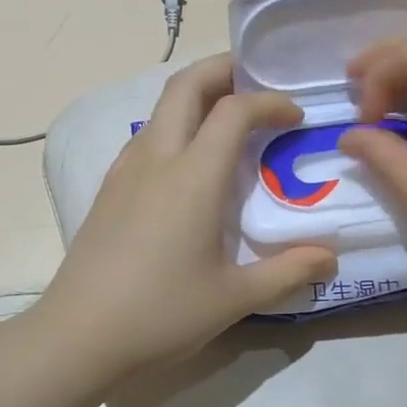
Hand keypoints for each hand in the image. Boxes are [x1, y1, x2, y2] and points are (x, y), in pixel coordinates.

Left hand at [37, 54, 336, 377]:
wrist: (78, 337)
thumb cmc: (161, 314)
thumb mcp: (234, 298)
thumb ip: (288, 272)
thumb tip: (329, 257)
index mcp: (193, 177)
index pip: (234, 111)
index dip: (269, 102)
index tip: (294, 117)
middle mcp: (156, 159)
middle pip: (185, 85)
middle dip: (223, 69)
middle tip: (255, 80)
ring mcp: (125, 171)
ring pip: (160, 108)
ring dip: (195, 97)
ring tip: (226, 119)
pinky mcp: (108, 190)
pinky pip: (145, 137)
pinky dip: (174, 126)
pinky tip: (187, 163)